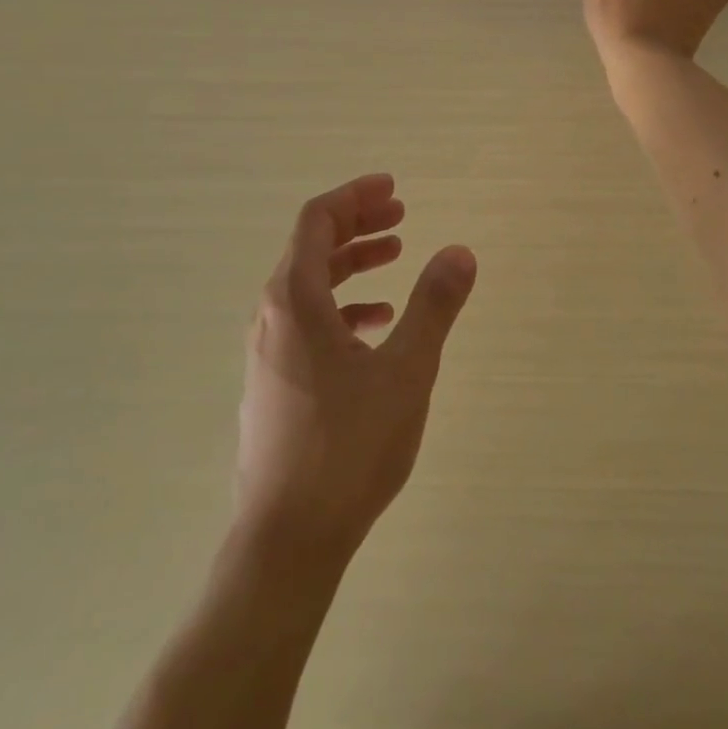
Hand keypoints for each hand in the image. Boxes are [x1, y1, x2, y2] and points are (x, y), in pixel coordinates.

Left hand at [237, 174, 476, 562]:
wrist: (288, 539)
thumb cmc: (349, 447)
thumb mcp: (407, 370)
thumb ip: (434, 305)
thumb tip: (460, 251)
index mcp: (293, 301)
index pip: (317, 221)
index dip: (355, 196)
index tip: (393, 188)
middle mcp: (271, 318)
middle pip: (311, 248)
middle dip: (357, 225)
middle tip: (401, 215)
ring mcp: (267, 353)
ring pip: (308, 287)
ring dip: (352, 265)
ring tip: (396, 258)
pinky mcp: (274, 384)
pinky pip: (307, 323)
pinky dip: (343, 307)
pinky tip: (377, 325)